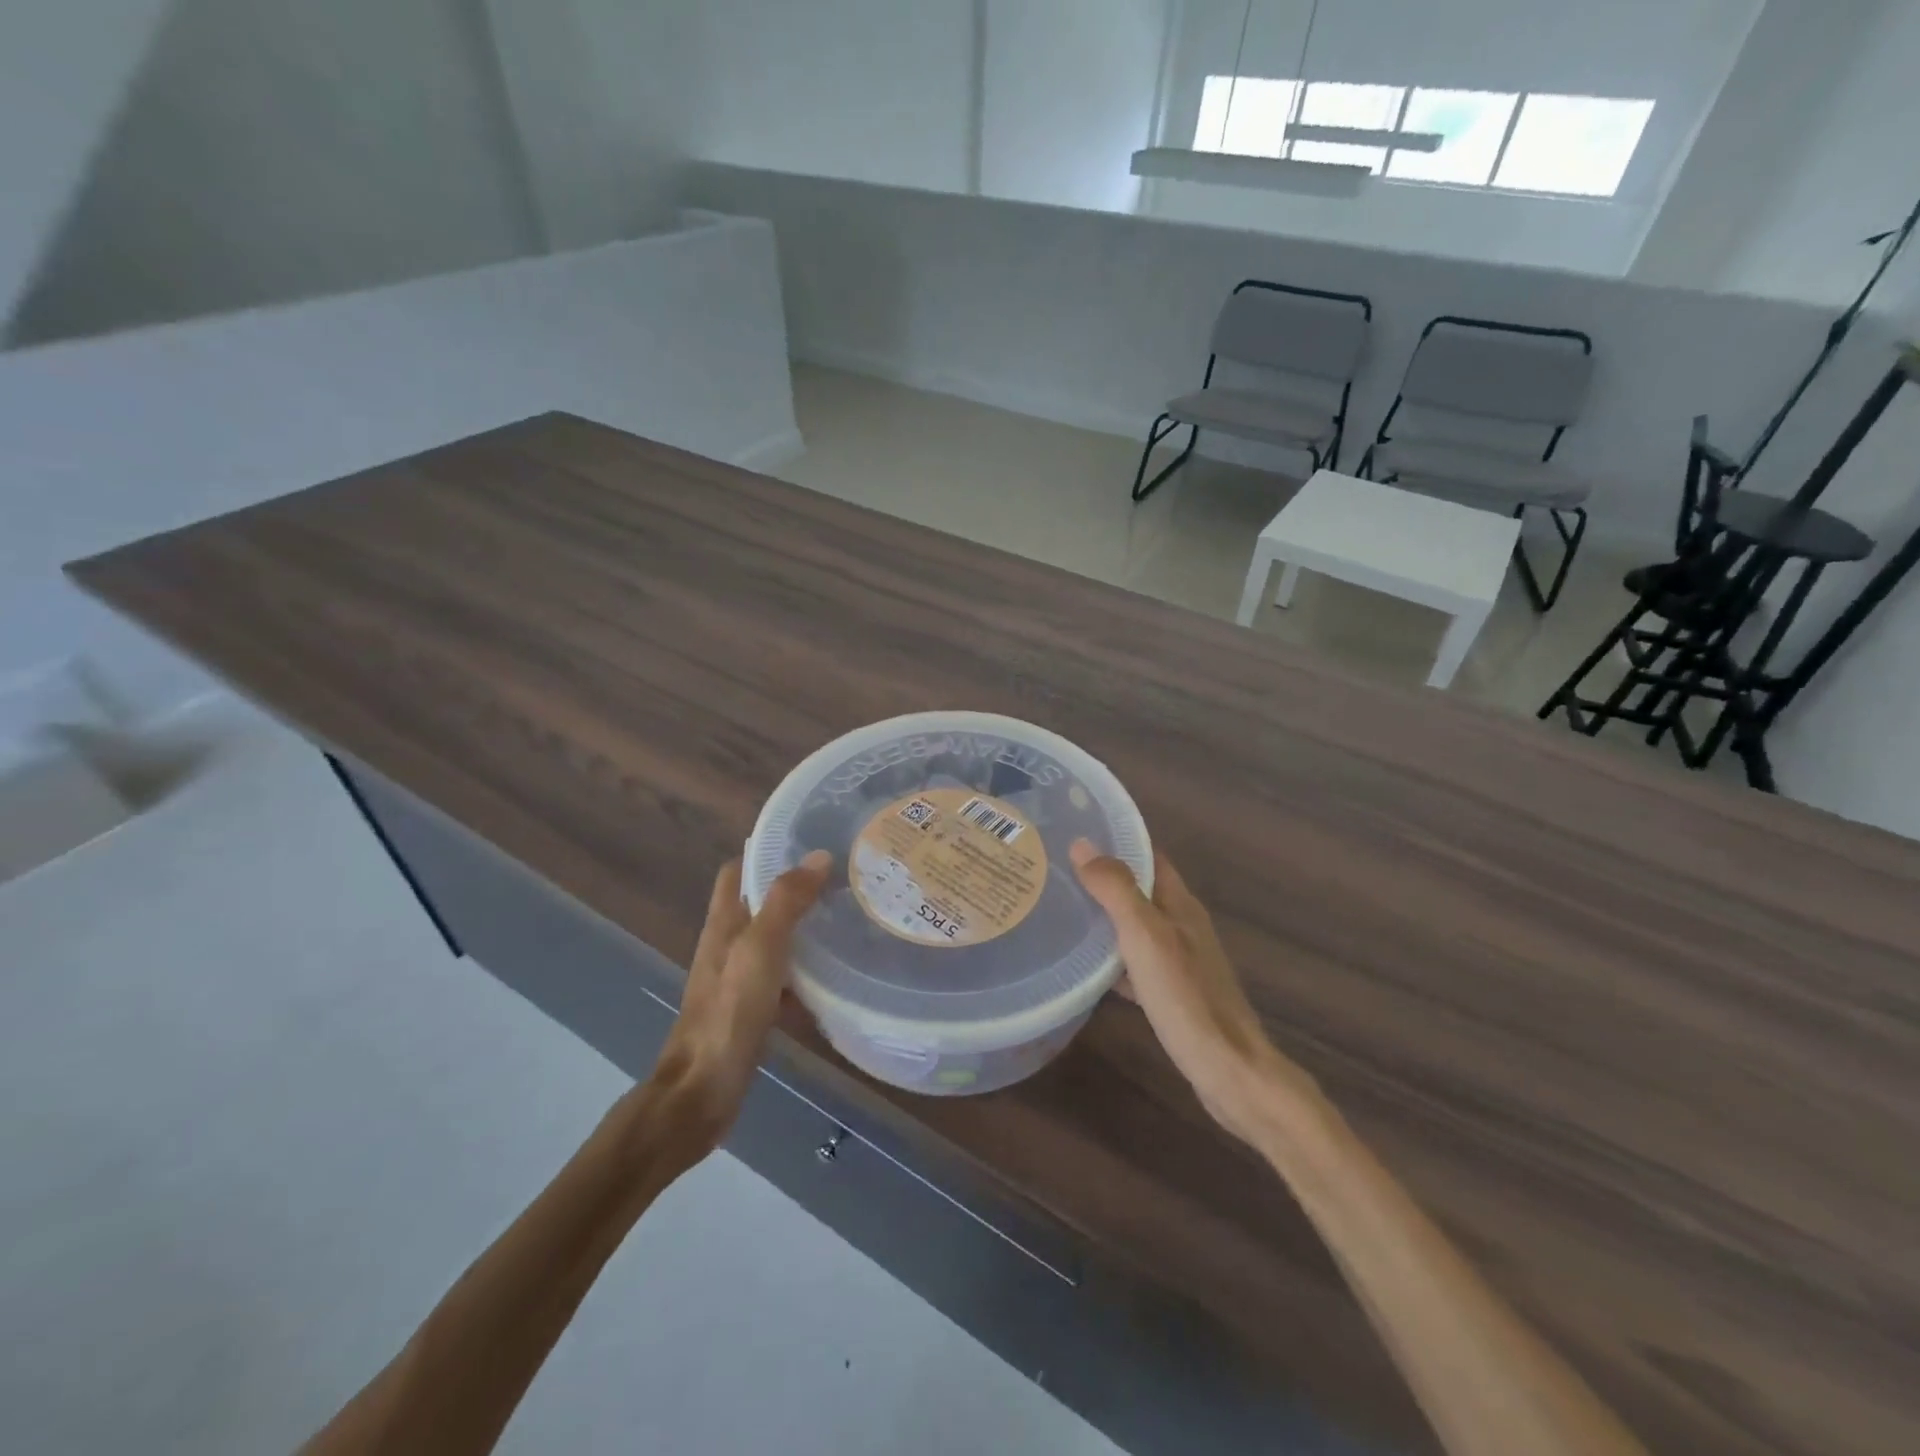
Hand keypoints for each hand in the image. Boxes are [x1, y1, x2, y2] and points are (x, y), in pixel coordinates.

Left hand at [638, 850, 830, 1168]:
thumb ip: (786, 902)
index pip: (738, 870)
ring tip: (848, 919)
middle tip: (842, 880)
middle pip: (760, 903)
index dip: (767, 851)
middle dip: (796, 889)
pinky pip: (783, 978)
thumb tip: (818, 856)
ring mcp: (738, 980)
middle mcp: (728, 945)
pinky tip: (837, 978)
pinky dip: (806, 972)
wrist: (701, 1093)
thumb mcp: (759, 950)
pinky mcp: (750, 1010)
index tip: (810, 843)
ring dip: (804, 929)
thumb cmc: (728, 1015)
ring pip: (775, 941)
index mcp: (724, 924)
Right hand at [1071, 841, 1317, 1143]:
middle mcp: (1182, 925)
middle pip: (1140, 888)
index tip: (1076, 827)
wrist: (1229, 1071)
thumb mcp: (1145, 937)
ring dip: (1105, 914)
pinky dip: (1111, 956)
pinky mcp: (1173, 992)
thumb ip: (1116, 890)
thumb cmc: (1186, 997)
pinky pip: (1135, 961)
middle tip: (1056, 867)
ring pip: (1136, 925)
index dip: (1117, 837)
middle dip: (1104, 875)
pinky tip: (1085, 968)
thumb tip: (1084, 844)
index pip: (1148, 854)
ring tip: (1062, 908)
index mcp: (1180, 904)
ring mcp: (1180, 960)